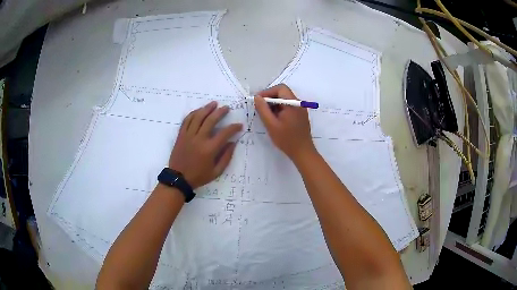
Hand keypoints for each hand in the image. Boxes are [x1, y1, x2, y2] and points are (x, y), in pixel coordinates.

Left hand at [169, 101, 242, 188]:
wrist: (178, 178)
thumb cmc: (199, 176)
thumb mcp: (216, 172)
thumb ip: (226, 157)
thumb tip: (233, 143)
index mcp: (209, 149)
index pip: (225, 133)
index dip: (234, 127)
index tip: (239, 125)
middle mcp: (199, 139)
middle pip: (211, 120)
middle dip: (220, 112)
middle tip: (226, 108)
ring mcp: (188, 135)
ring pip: (198, 117)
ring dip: (207, 109)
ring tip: (214, 104)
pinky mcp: (181, 135)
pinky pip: (187, 120)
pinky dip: (193, 113)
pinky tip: (199, 110)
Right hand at [254, 84, 315, 161]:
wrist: (303, 152)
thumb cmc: (287, 139)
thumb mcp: (271, 124)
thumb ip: (263, 109)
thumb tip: (257, 97)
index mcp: (293, 103)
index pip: (280, 88)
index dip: (267, 92)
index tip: (258, 100)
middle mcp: (298, 103)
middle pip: (283, 93)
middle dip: (270, 98)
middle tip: (260, 108)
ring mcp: (300, 109)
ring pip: (285, 100)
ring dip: (274, 104)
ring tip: (266, 115)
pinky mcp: (300, 115)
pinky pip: (288, 107)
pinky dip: (279, 109)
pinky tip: (274, 119)